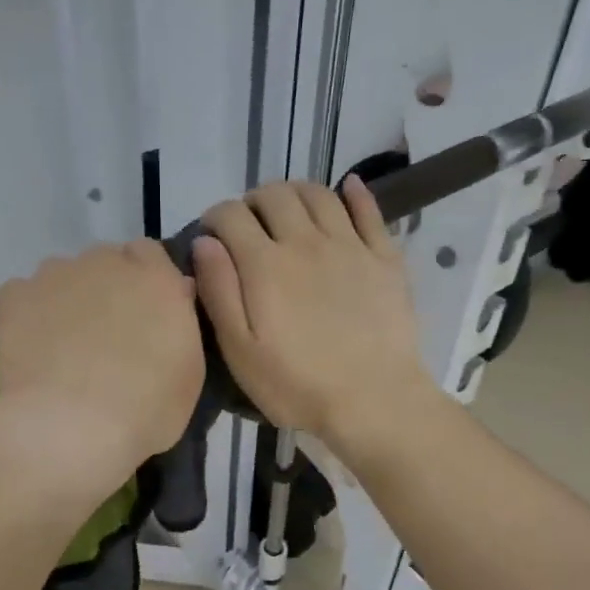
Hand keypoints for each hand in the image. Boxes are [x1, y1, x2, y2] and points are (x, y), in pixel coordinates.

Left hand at [0, 242, 203, 503]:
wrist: (70, 429)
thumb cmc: (145, 410)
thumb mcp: (190, 373)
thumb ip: (181, 323)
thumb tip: (176, 295)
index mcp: (155, 278)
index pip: (150, 255)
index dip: (146, 281)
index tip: (145, 314)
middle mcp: (105, 262)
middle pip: (106, 261)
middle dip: (107, 288)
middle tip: (107, 336)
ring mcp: (55, 275)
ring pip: (63, 276)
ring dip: (68, 299)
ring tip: (65, 348)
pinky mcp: (14, 296)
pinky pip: (23, 296)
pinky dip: (28, 316)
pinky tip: (32, 352)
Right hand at [192, 177, 434, 452]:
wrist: (374, 400)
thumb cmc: (298, 384)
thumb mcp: (241, 351)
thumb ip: (219, 292)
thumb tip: (204, 243)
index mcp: (265, 264)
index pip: (231, 215)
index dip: (215, 218)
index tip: (212, 235)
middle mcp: (305, 242)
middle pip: (275, 195)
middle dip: (254, 201)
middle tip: (250, 225)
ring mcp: (350, 246)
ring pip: (319, 195)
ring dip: (296, 192)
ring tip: (288, 209)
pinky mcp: (384, 258)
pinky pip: (370, 211)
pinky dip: (355, 193)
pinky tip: (348, 188)